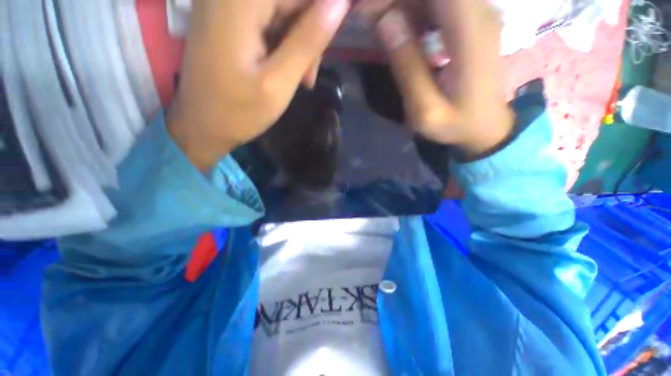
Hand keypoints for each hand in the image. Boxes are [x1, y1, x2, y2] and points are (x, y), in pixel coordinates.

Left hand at [167, 0, 349, 170]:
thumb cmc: (239, 111)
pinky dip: (281, 43)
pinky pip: (268, 19)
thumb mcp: (279, 81)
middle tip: (306, 77)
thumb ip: (308, 41)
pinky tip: (282, 69)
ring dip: (296, 44)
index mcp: (241, 1)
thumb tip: (340, 3)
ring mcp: (226, 3)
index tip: (318, 59)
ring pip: (282, 11)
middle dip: (307, 37)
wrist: (201, 125)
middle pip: (291, 2)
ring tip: (298, 79)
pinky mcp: (226, 17)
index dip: (320, 21)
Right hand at [373, 0, 513, 159]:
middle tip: (368, 18)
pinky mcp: (472, 20)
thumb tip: (386, 22)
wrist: (485, 126)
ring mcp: (478, 14)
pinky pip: (440, 3)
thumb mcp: (426, 109)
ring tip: (379, 25)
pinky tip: (400, 29)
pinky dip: (415, 9)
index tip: (369, 11)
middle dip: (396, 0)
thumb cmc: (456, 124)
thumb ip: (407, 69)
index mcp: (470, 34)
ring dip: (403, 5)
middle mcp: (479, 12)